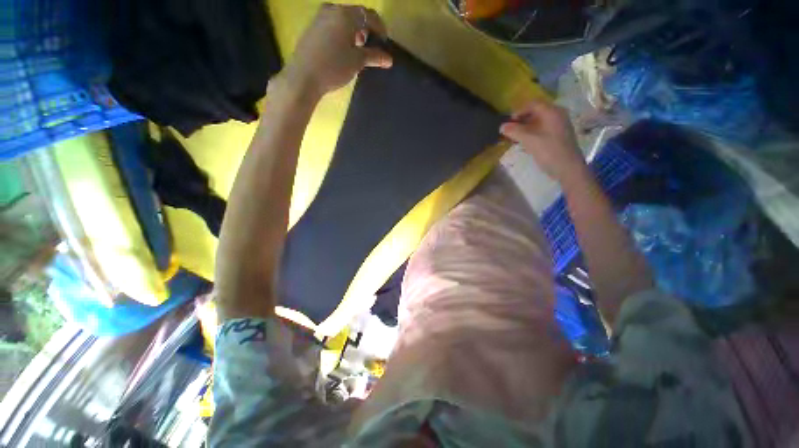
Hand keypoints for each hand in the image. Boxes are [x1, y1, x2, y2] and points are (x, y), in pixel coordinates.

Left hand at [283, 3, 392, 97]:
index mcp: (346, 15)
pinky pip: (333, 25)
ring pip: (343, 19)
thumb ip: (374, 56)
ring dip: (354, 31)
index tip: (385, 43)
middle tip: (372, 47)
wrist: (304, 77)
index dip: (380, 28)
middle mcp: (332, 10)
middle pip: (356, 15)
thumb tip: (389, 59)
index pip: (369, 15)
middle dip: (367, 29)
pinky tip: (343, 49)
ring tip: (357, 49)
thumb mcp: (357, 61)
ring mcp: (320, 17)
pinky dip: (342, 33)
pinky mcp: (313, 27)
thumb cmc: (334, 67)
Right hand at [499, 100, 586, 183]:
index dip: (519, 111)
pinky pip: (542, 129)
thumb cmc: (549, 151)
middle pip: (536, 112)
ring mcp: (558, 126)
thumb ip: (514, 131)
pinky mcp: (558, 136)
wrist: (567, 168)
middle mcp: (557, 115)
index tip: (508, 122)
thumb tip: (501, 126)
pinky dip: (532, 133)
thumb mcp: (529, 140)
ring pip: (538, 122)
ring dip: (525, 127)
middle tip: (510, 130)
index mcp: (552, 112)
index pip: (533, 104)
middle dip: (521, 120)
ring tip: (515, 137)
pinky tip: (525, 142)